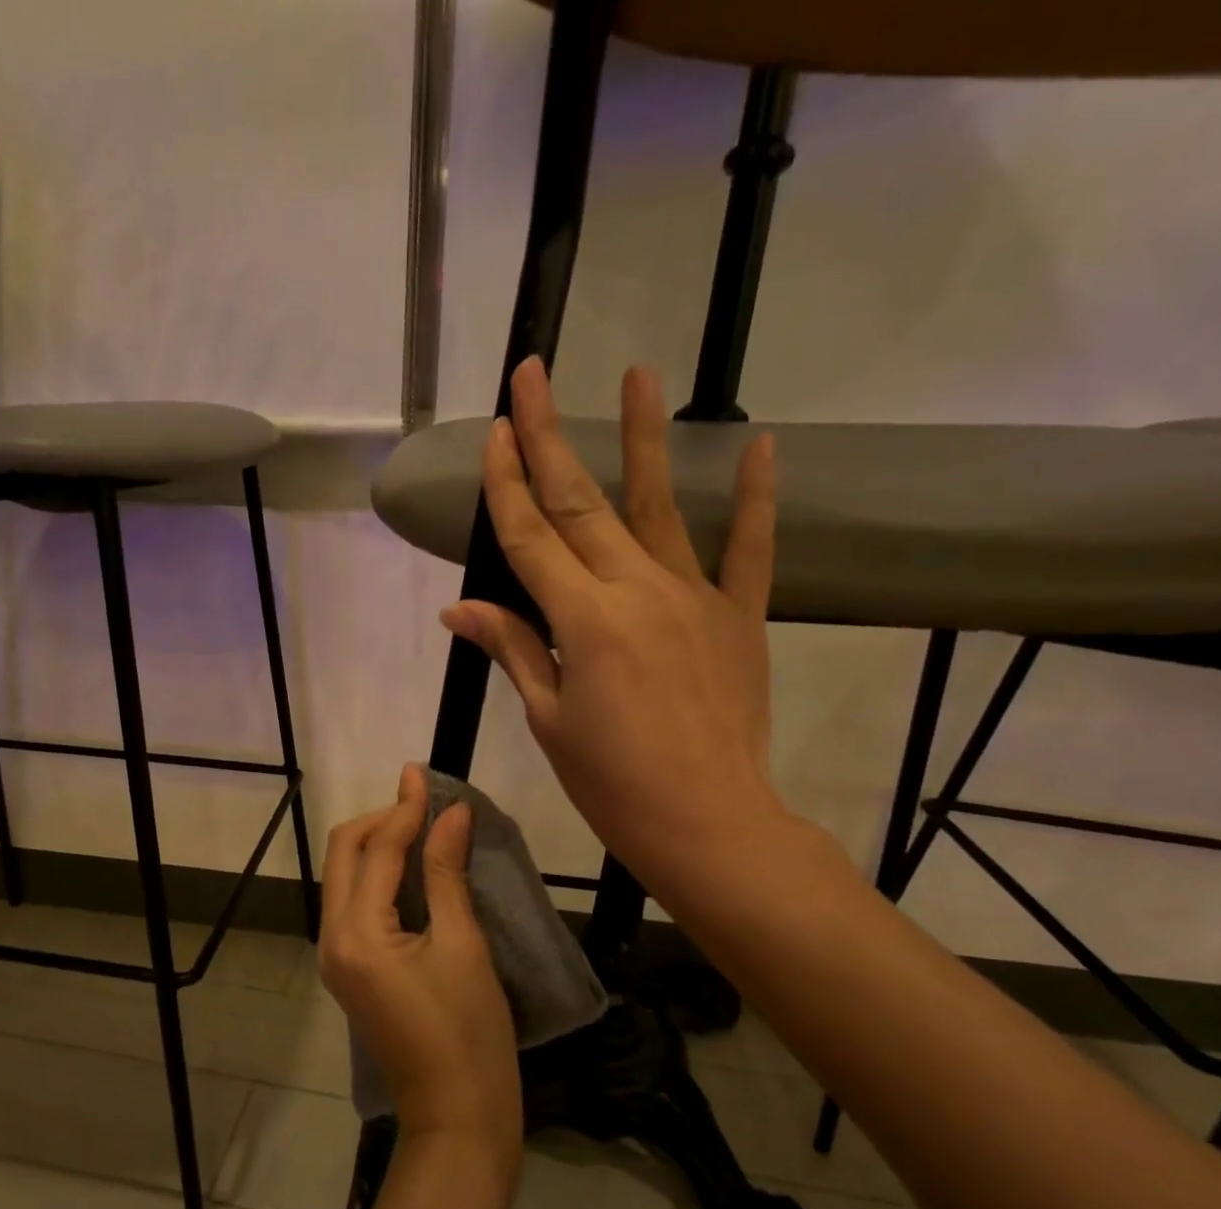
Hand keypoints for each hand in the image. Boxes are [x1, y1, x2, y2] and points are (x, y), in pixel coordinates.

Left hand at [319, 764, 521, 1164]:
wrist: (457, 1115)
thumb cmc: (470, 1032)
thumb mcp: (462, 945)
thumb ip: (447, 872)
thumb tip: (452, 813)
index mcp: (356, 933)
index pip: (375, 850)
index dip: (403, 808)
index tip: (423, 774)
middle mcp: (332, 938)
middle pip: (343, 854)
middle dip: (380, 821)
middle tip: (425, 803)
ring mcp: (335, 956)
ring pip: (344, 876)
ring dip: (377, 844)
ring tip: (422, 826)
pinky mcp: (349, 968)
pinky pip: (354, 902)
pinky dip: (378, 875)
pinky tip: (412, 867)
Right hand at [441, 356, 786, 904]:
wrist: (708, 822)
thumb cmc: (612, 781)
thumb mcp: (549, 718)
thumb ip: (513, 649)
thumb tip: (459, 609)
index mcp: (583, 621)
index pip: (531, 537)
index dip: (506, 483)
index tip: (492, 431)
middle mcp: (636, 591)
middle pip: (581, 503)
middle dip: (549, 436)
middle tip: (533, 375)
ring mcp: (694, 597)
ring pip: (661, 506)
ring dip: (646, 438)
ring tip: (641, 373)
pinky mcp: (739, 616)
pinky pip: (750, 549)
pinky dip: (756, 498)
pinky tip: (761, 445)